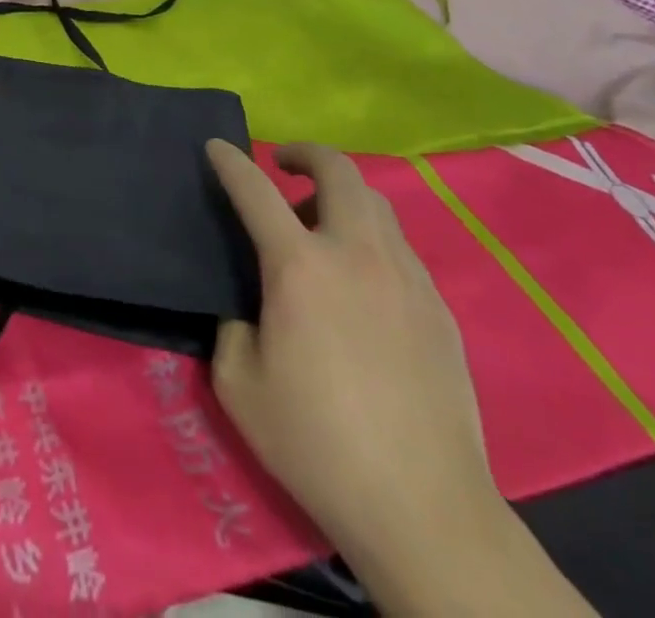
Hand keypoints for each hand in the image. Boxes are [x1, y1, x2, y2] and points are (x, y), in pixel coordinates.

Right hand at [206, 141, 501, 571]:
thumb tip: (248, 310)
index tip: (216, 146)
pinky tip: (361, 280)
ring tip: (320, 226)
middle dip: (306, 153)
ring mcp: (405, 276)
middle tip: (284, 165)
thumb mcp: (239, 385)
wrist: (424, 508)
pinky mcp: (438, 307)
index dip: (230, 161)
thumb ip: (232, 327)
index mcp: (300, 266)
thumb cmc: (317, 443)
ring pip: (376, 203)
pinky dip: (371, 238)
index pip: (256, 190)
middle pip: (338, 170)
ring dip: (341, 195)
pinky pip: (399, 246)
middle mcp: (355, 253)